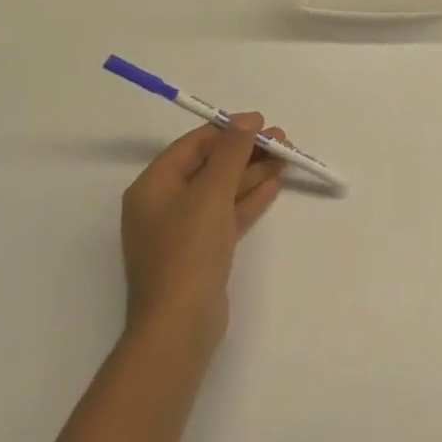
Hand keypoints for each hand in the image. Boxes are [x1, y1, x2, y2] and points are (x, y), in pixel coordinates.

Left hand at [121, 113, 285, 348]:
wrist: (181, 322)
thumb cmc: (189, 248)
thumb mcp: (212, 191)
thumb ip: (232, 151)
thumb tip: (248, 119)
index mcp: (154, 186)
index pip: (193, 145)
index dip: (229, 130)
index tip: (263, 123)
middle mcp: (164, 204)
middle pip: (210, 165)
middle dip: (246, 151)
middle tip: (283, 141)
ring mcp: (183, 229)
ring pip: (222, 189)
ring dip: (253, 172)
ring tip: (287, 157)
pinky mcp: (202, 250)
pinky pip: (227, 213)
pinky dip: (249, 198)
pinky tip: (274, 184)